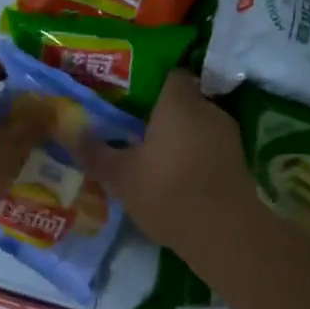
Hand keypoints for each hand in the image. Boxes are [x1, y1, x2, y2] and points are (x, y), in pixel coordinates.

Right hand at [75, 70, 255, 255]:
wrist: (224, 233)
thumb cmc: (167, 191)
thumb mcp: (120, 176)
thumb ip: (95, 152)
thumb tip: (70, 133)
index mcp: (178, 102)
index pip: (171, 75)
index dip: (151, 83)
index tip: (131, 99)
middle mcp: (207, 110)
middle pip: (184, 101)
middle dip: (164, 114)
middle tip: (136, 130)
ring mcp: (228, 136)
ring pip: (199, 127)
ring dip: (181, 138)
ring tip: (155, 156)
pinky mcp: (239, 163)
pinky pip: (211, 149)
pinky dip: (196, 157)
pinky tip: (177, 178)